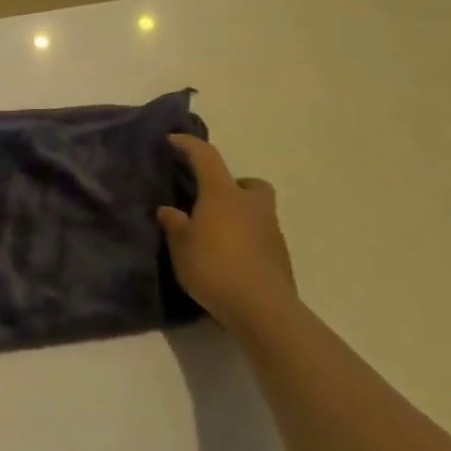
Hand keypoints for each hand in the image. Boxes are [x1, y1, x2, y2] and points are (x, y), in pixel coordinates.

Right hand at [157, 135, 295, 333]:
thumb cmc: (214, 267)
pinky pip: (261, 237)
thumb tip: (169, 210)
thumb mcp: (181, 246)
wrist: (263, 309)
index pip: (206, 157)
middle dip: (234, 186)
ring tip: (215, 236)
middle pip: (250, 183)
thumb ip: (174, 224)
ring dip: (240, 216)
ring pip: (257, 211)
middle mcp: (251, 206)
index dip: (189, 145)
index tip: (173, 141)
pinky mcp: (280, 257)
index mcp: (223, 195)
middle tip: (212, 200)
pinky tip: (229, 259)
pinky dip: (247, 240)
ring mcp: (271, 231)